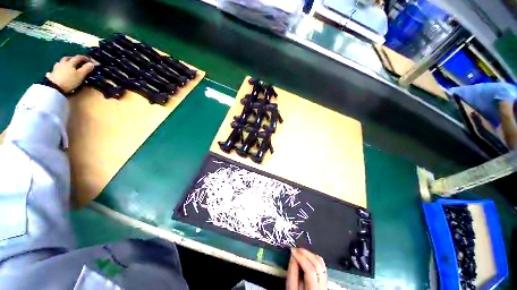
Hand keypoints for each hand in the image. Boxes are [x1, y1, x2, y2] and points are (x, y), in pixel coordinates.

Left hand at [46, 55, 94, 93]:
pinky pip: (54, 70)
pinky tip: (57, 71)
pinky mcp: (51, 74)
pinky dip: (57, 69)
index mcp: (70, 63)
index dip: (84, 58)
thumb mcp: (80, 75)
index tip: (90, 60)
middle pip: (68, 58)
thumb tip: (92, 63)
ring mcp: (56, 68)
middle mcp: (63, 63)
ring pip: (60, 62)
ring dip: (64, 62)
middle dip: (73, 58)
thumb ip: (86, 69)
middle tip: (77, 61)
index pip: (78, 58)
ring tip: (67, 65)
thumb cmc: (70, 81)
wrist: (55, 88)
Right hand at [286, 248, 326, 289]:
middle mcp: (323, 285)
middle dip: (306, 253)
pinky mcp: (324, 278)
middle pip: (318, 264)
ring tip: (300, 252)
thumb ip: (292, 272)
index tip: (293, 250)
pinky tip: (306, 257)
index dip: (301, 257)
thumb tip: (293, 255)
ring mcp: (325, 282)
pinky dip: (313, 258)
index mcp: (314, 289)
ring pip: (321, 263)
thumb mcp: (291, 288)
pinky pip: (321, 265)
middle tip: (296, 249)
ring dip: (310, 254)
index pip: (310, 270)